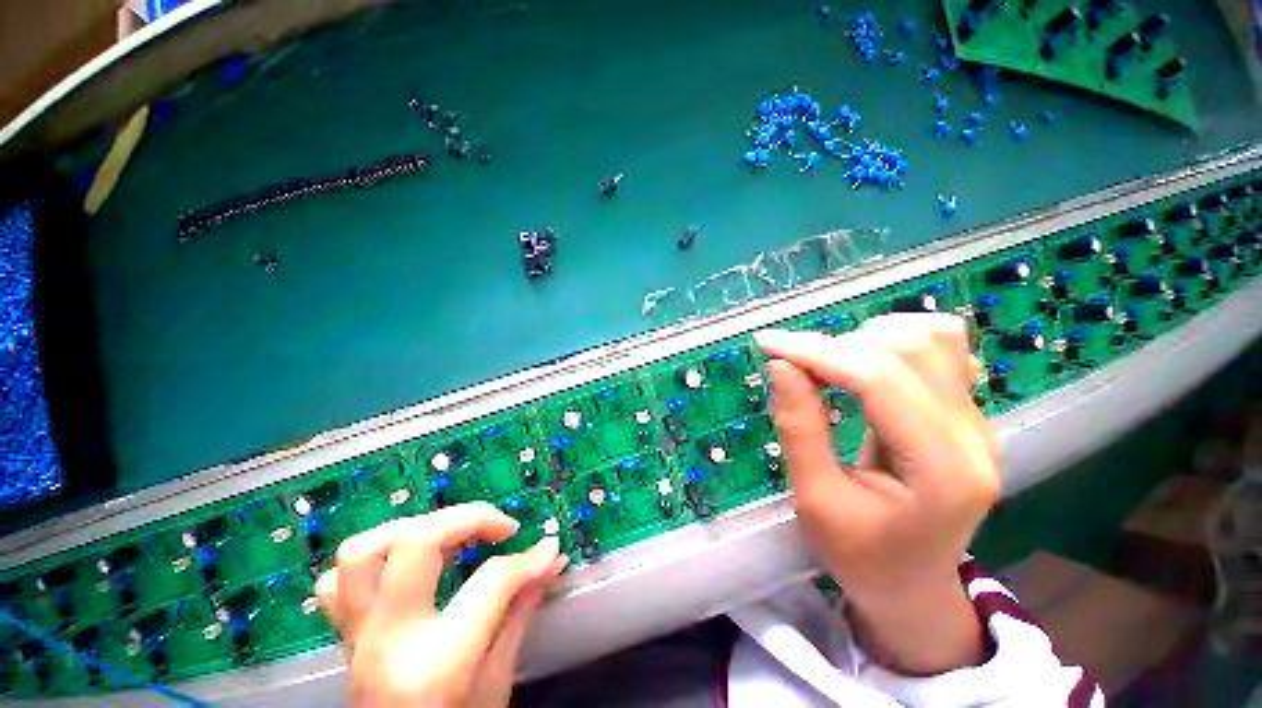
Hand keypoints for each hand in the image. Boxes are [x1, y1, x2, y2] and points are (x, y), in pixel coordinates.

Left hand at [315, 503, 566, 706]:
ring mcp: (358, 637)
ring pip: (362, 552)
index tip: (548, 548)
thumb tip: (551, 559)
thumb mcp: (499, 681)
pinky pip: (336, 581)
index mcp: (436, 665)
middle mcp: (388, 642)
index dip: (528, 559)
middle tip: (502, 528)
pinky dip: (374, 559)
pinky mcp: (345, 635)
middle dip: (469, 518)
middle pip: (416, 543)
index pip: (489, 584)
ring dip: (415, 529)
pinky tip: (409, 565)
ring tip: (453, 537)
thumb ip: (521, 612)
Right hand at [755, 314, 998, 674]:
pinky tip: (867, 365)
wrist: (911, 584)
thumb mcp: (815, 499)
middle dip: (838, 346)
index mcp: (942, 471)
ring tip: (830, 365)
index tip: (768, 346)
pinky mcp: (966, 412)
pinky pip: (943, 349)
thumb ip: (799, 427)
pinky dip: (895, 341)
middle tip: (795, 366)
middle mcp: (973, 436)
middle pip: (910, 349)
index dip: (818, 352)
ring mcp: (977, 421)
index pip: (880, 380)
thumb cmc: (860, 554)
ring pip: (933, 337)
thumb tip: (780, 364)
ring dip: (868, 338)